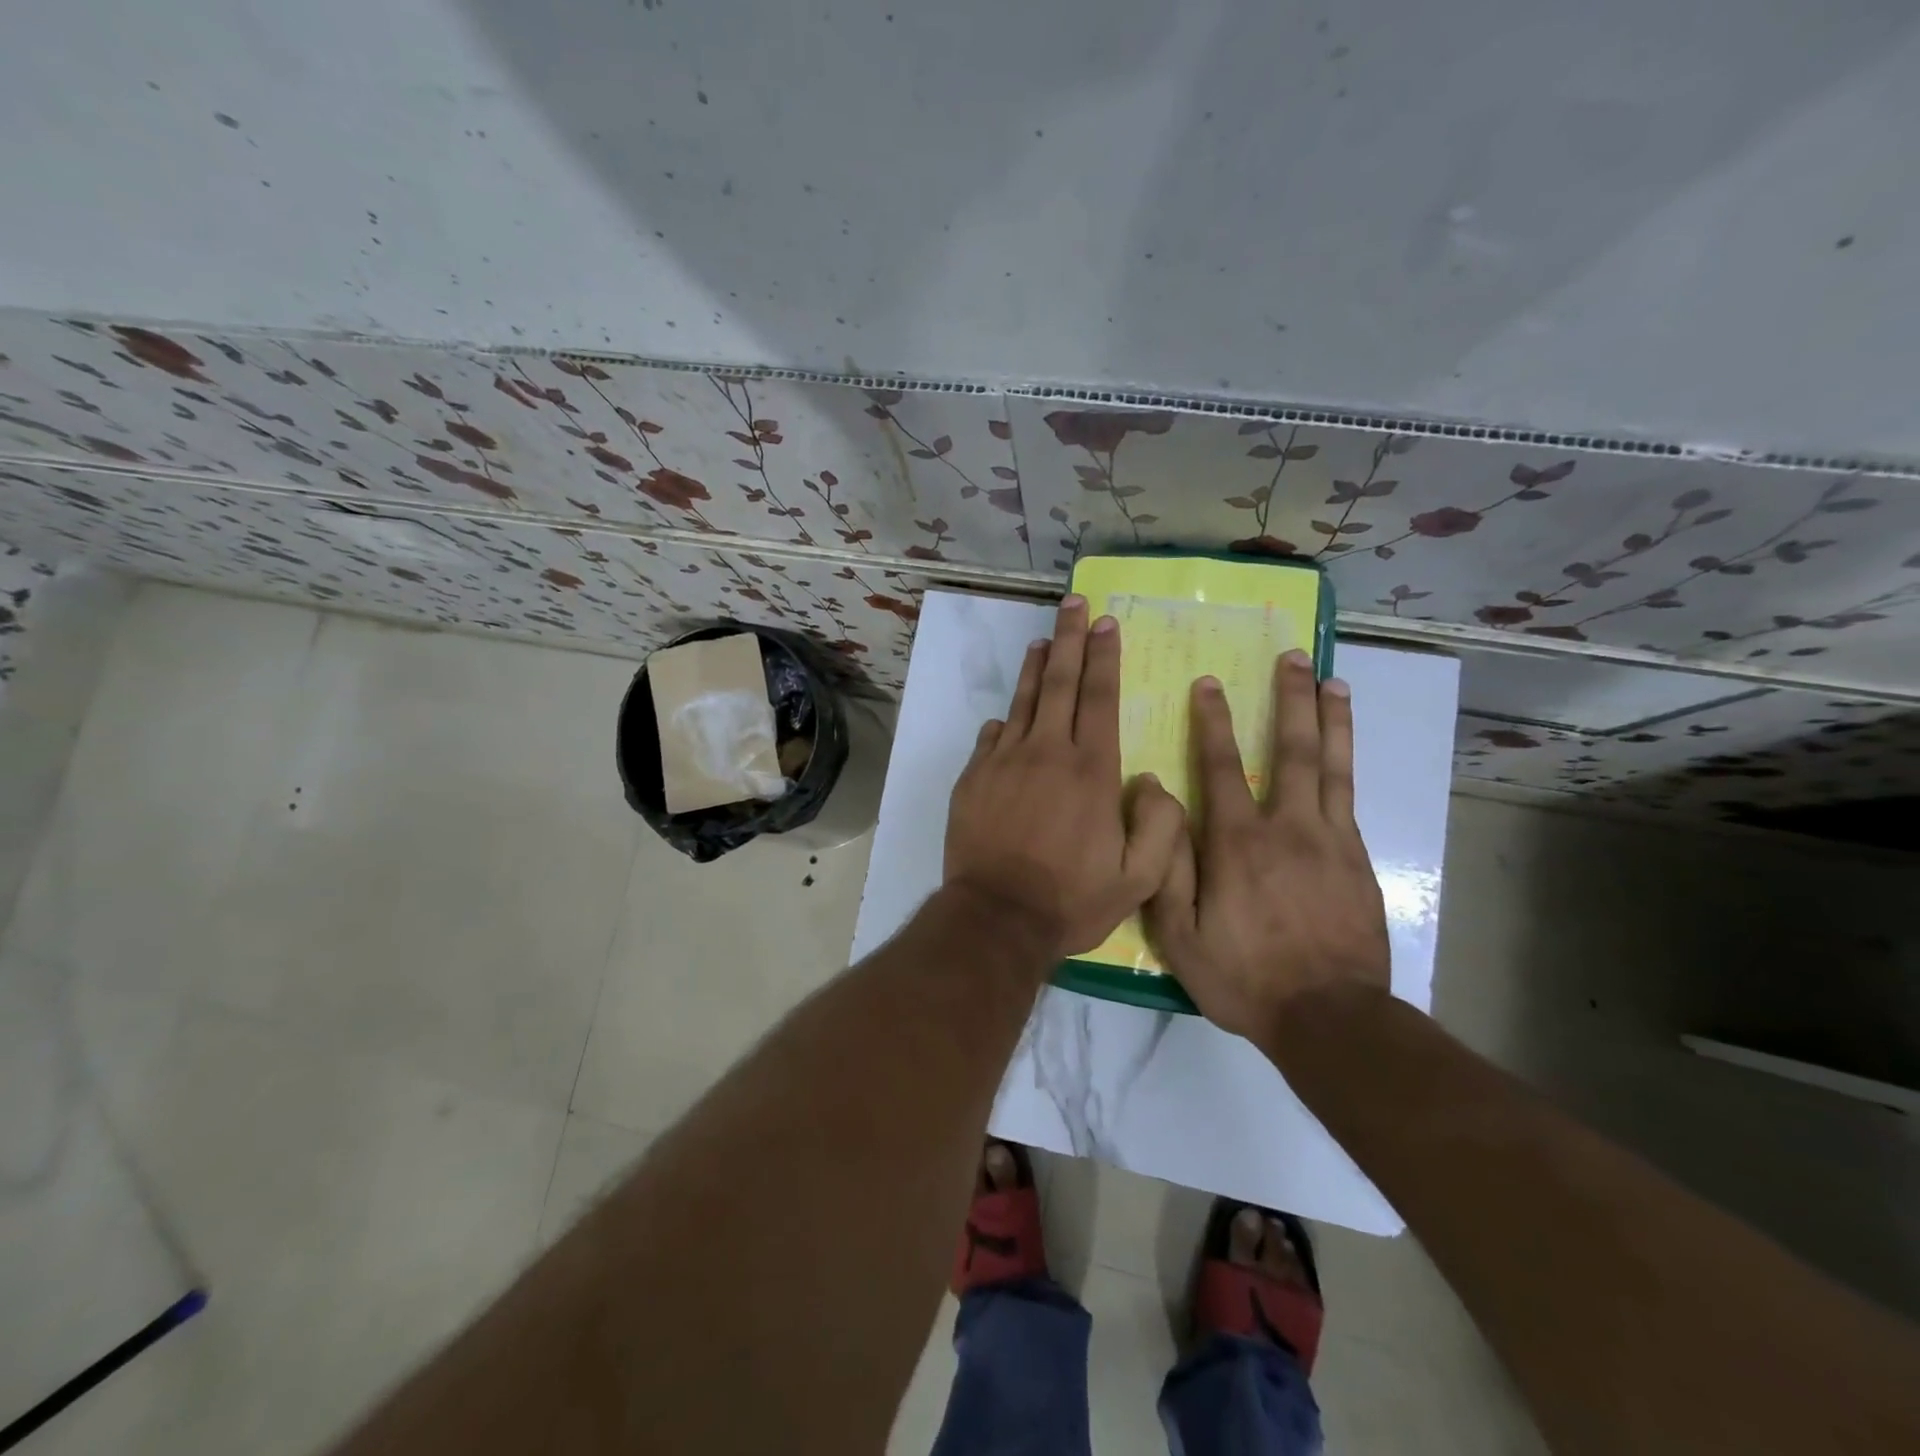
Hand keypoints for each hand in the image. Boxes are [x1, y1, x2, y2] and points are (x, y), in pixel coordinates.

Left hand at [945, 596, 1185, 958]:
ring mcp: (1005, 762)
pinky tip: (1007, 714)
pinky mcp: (974, 778)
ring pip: (1022, 702)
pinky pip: (992, 737)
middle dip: (1069, 639)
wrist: (997, 918)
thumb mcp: (1139, 879)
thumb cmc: (1071, 900)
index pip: (1100, 698)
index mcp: (1092, 770)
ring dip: (1034, 667)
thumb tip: (1151, 781)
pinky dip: (1004, 720)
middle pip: (1060, 683)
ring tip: (1042, 640)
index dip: (1104, 657)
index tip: (1106, 623)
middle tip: (1074, 604)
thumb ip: (1160, 827)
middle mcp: (1048, 753)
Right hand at [1146, 649, 1390, 1040]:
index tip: (1210, 683)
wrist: (1330, 1019)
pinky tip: (1345, 748)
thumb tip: (1154, 800)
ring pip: (1332, 766)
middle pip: (1292, 750)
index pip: (1222, 767)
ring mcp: (1331, 841)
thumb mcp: (1181, 935)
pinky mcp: (1359, 861)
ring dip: (1331, 719)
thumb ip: (1165, 865)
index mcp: (1238, 843)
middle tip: (1293, 657)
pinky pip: (1351, 799)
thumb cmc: (1245, 977)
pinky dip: (1348, 763)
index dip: (1214, 722)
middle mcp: (1288, 828)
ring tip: (1333, 681)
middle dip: (1290, 699)